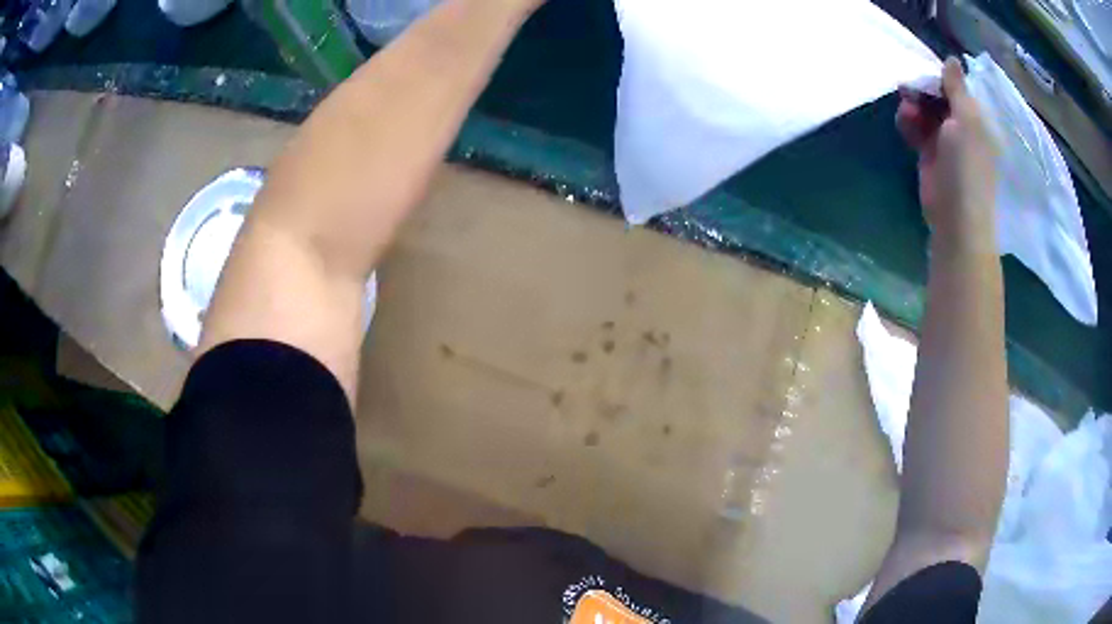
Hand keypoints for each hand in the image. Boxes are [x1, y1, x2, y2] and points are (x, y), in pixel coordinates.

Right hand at [897, 58, 996, 250]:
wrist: (956, 218)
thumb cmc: (967, 167)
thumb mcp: (967, 121)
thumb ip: (957, 88)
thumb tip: (952, 58)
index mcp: (976, 119)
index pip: (956, 87)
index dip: (938, 77)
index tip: (922, 71)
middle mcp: (962, 127)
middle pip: (938, 97)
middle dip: (922, 90)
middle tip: (907, 88)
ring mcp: (946, 142)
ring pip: (925, 111)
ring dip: (913, 106)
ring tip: (906, 111)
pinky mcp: (929, 155)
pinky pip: (916, 129)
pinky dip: (908, 123)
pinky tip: (904, 123)